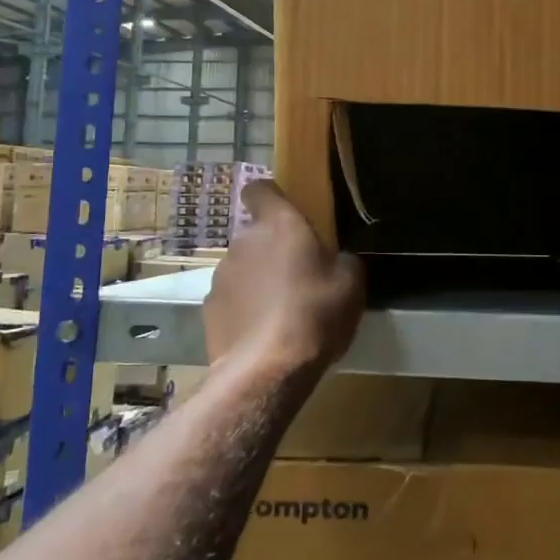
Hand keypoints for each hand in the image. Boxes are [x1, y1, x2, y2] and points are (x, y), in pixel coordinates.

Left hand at [204, 180, 365, 372]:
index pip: (260, 189)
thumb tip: (333, 259)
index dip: (271, 198)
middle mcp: (243, 241)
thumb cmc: (315, 313)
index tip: (286, 214)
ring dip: (257, 280)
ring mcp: (220, 275)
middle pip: (256, 235)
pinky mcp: (208, 308)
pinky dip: (243, 308)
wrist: (267, 369)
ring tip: (279, 311)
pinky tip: (261, 333)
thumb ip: (341, 259)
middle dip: (272, 249)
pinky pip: (231, 298)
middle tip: (297, 276)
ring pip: (242, 267)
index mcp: (279, 225)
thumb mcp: (351, 282)